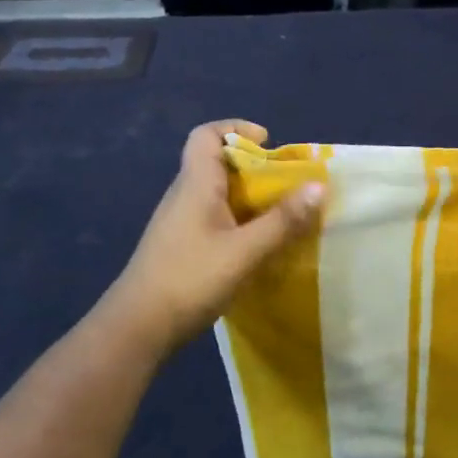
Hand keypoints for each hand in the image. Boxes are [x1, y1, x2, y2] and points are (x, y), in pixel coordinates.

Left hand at [105, 120, 323, 357]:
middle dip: (256, 168)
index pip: (206, 135)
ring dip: (251, 197)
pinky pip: (216, 218)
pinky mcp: (182, 246)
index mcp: (196, 184)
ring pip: (219, 193)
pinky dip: (241, 221)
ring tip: (282, 215)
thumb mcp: (245, 251)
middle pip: (218, 163)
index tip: (268, 143)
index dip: (236, 129)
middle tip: (287, 185)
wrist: (138, 328)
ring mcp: (180, 222)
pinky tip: (259, 245)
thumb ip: (283, 220)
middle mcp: (185, 195)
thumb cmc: (190, 279)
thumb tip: (319, 186)